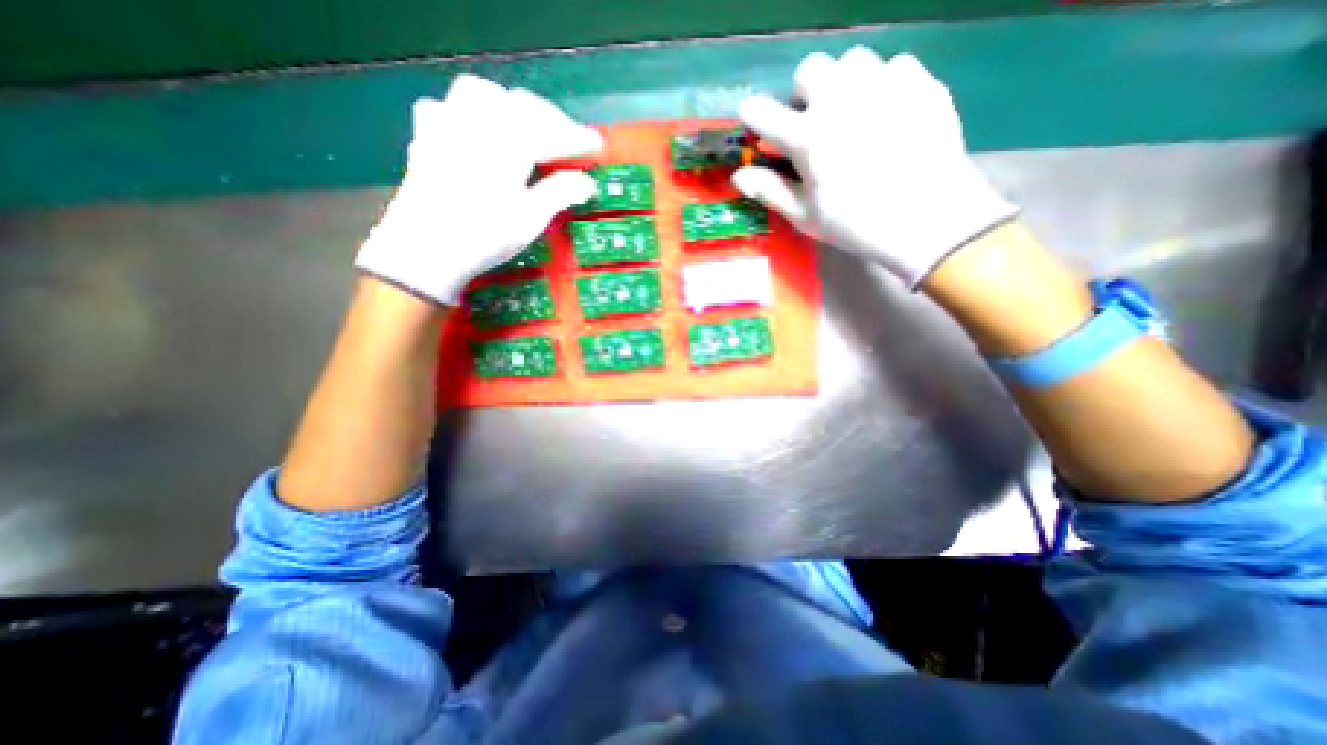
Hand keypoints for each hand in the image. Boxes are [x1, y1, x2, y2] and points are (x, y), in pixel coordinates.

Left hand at [351, 75, 602, 305]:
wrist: (424, 250)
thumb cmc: (484, 236)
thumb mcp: (531, 219)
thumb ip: (560, 193)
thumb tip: (587, 183)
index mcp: (507, 143)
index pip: (551, 132)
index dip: (578, 139)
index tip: (599, 148)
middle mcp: (476, 122)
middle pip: (521, 105)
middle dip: (551, 120)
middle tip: (570, 142)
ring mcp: (447, 125)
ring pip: (483, 94)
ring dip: (512, 107)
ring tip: (527, 129)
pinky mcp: (427, 136)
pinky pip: (449, 106)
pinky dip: (472, 113)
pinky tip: (479, 133)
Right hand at [731, 44, 1016, 285]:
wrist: (929, 218)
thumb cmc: (857, 224)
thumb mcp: (806, 216)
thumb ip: (770, 190)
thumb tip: (738, 175)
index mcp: (807, 137)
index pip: (761, 111)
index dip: (754, 118)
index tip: (759, 129)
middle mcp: (839, 100)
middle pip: (808, 70)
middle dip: (803, 94)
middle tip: (814, 124)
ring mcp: (882, 85)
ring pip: (851, 62)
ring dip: (842, 85)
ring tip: (852, 115)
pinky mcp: (919, 83)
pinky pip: (892, 67)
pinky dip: (882, 86)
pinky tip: (887, 115)